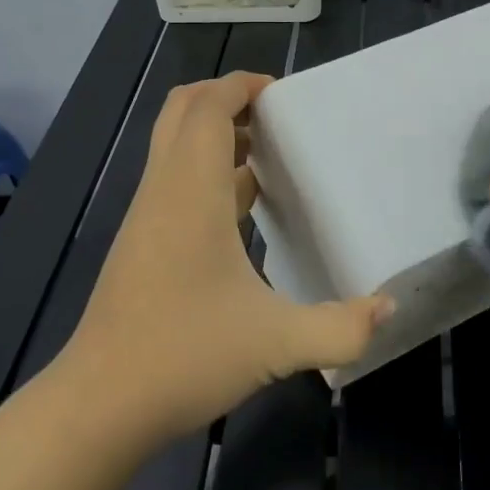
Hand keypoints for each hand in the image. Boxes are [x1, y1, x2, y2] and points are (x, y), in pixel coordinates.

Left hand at [61, 71, 391, 443]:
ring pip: (173, 144)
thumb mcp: (276, 344)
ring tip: (265, 152)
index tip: (280, 91)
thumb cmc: (184, 356)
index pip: (206, 106)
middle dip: (224, 98)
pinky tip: (240, 207)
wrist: (100, 403)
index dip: (240, 85)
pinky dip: (203, 169)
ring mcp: (146, 214)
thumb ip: (340, 327)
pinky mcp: (141, 240)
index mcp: (191, 190)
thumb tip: (389, 307)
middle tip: (272, 114)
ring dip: (214, 134)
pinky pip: (172, 178)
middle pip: (181, 110)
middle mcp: (163, 189)